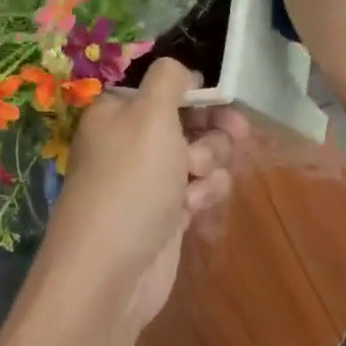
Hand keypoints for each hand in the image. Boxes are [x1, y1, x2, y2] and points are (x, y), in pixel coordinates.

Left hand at [41, 59, 248, 331]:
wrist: (111, 273)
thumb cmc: (131, 183)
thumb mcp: (150, 114)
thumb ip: (169, 79)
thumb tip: (181, 72)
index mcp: (119, 111)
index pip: (165, 86)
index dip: (196, 90)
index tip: (222, 97)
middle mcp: (132, 141)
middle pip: (190, 118)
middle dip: (212, 129)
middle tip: (234, 134)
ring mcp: (150, 178)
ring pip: (202, 153)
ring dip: (210, 163)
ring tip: (196, 181)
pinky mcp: (168, 212)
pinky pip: (200, 188)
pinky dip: (204, 194)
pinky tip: (194, 209)